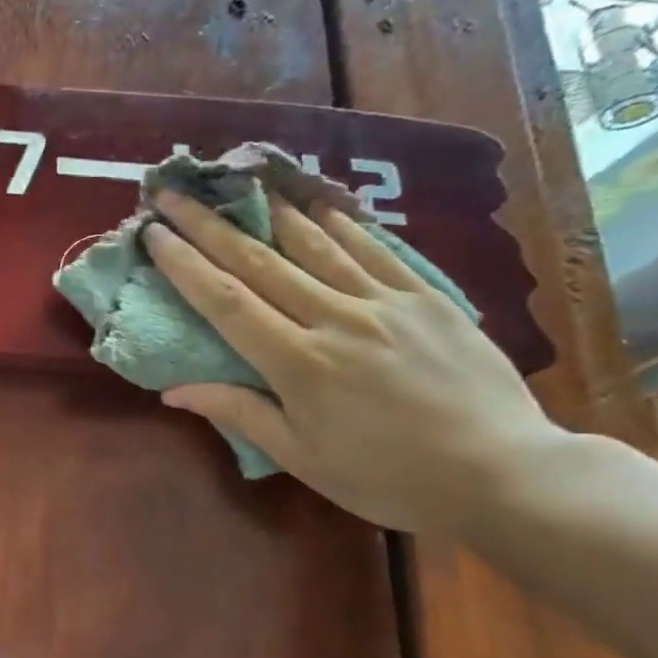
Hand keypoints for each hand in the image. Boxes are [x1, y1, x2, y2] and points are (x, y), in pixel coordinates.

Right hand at [142, 189, 566, 532]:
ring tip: (236, 180)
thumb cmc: (388, 477)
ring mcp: (385, 302)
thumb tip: (174, 390)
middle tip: (173, 194)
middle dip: (208, 225)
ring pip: (314, 244)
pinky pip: (373, 249)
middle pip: (259, 262)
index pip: (227, 302)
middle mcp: (336, 319)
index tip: (153, 234)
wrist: (504, 473)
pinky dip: (338, 222)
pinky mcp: (425, 297)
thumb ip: (239, 413)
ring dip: (267, 209)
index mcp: (299, 364)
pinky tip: (314, 202)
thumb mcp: (302, 458)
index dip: (185, 264)